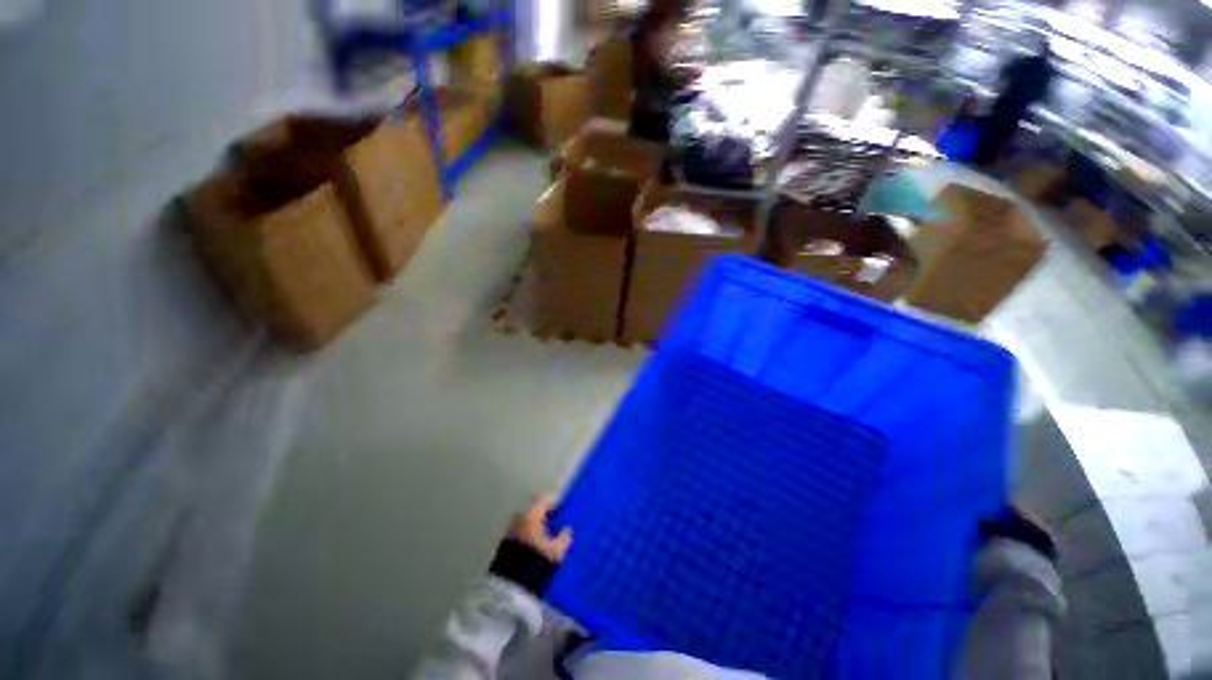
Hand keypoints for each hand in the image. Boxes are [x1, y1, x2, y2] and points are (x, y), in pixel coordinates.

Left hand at [505, 494, 572, 563]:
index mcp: (532, 514)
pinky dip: (524, 536)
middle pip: (532, 511)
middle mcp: (519, 518)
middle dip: (541, 516)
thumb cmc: (536, 559)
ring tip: (541, 538)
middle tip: (551, 524)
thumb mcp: (555, 551)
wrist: (511, 580)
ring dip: (532, 527)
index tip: (559, 511)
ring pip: (524, 522)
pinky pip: (517, 533)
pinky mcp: (503, 543)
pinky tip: (530, 547)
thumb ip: (563, 539)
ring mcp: (509, 529)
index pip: (543, 501)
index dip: (552, 504)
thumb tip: (568, 530)